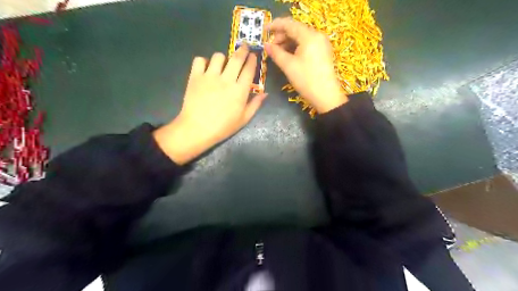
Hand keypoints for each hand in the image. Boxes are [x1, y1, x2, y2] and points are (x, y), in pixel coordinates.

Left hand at [153, 44, 266, 162]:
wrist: (197, 129)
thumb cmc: (223, 127)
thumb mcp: (244, 119)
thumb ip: (255, 105)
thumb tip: (265, 93)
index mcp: (240, 90)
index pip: (249, 69)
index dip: (252, 60)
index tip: (253, 55)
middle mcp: (226, 79)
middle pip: (236, 58)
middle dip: (242, 50)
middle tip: (244, 47)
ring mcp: (210, 76)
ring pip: (218, 56)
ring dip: (223, 58)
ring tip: (222, 64)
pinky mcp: (195, 76)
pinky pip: (200, 60)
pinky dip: (204, 62)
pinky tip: (206, 69)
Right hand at [264, 18, 344, 113]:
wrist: (326, 96)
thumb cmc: (306, 80)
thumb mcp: (288, 66)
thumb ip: (276, 53)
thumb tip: (266, 45)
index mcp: (309, 36)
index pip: (289, 24)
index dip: (275, 25)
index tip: (264, 30)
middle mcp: (317, 35)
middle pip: (296, 29)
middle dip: (281, 36)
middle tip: (270, 47)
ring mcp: (321, 43)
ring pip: (301, 37)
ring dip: (288, 42)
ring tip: (278, 53)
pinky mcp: (322, 52)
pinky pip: (307, 44)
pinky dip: (296, 47)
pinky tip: (288, 55)